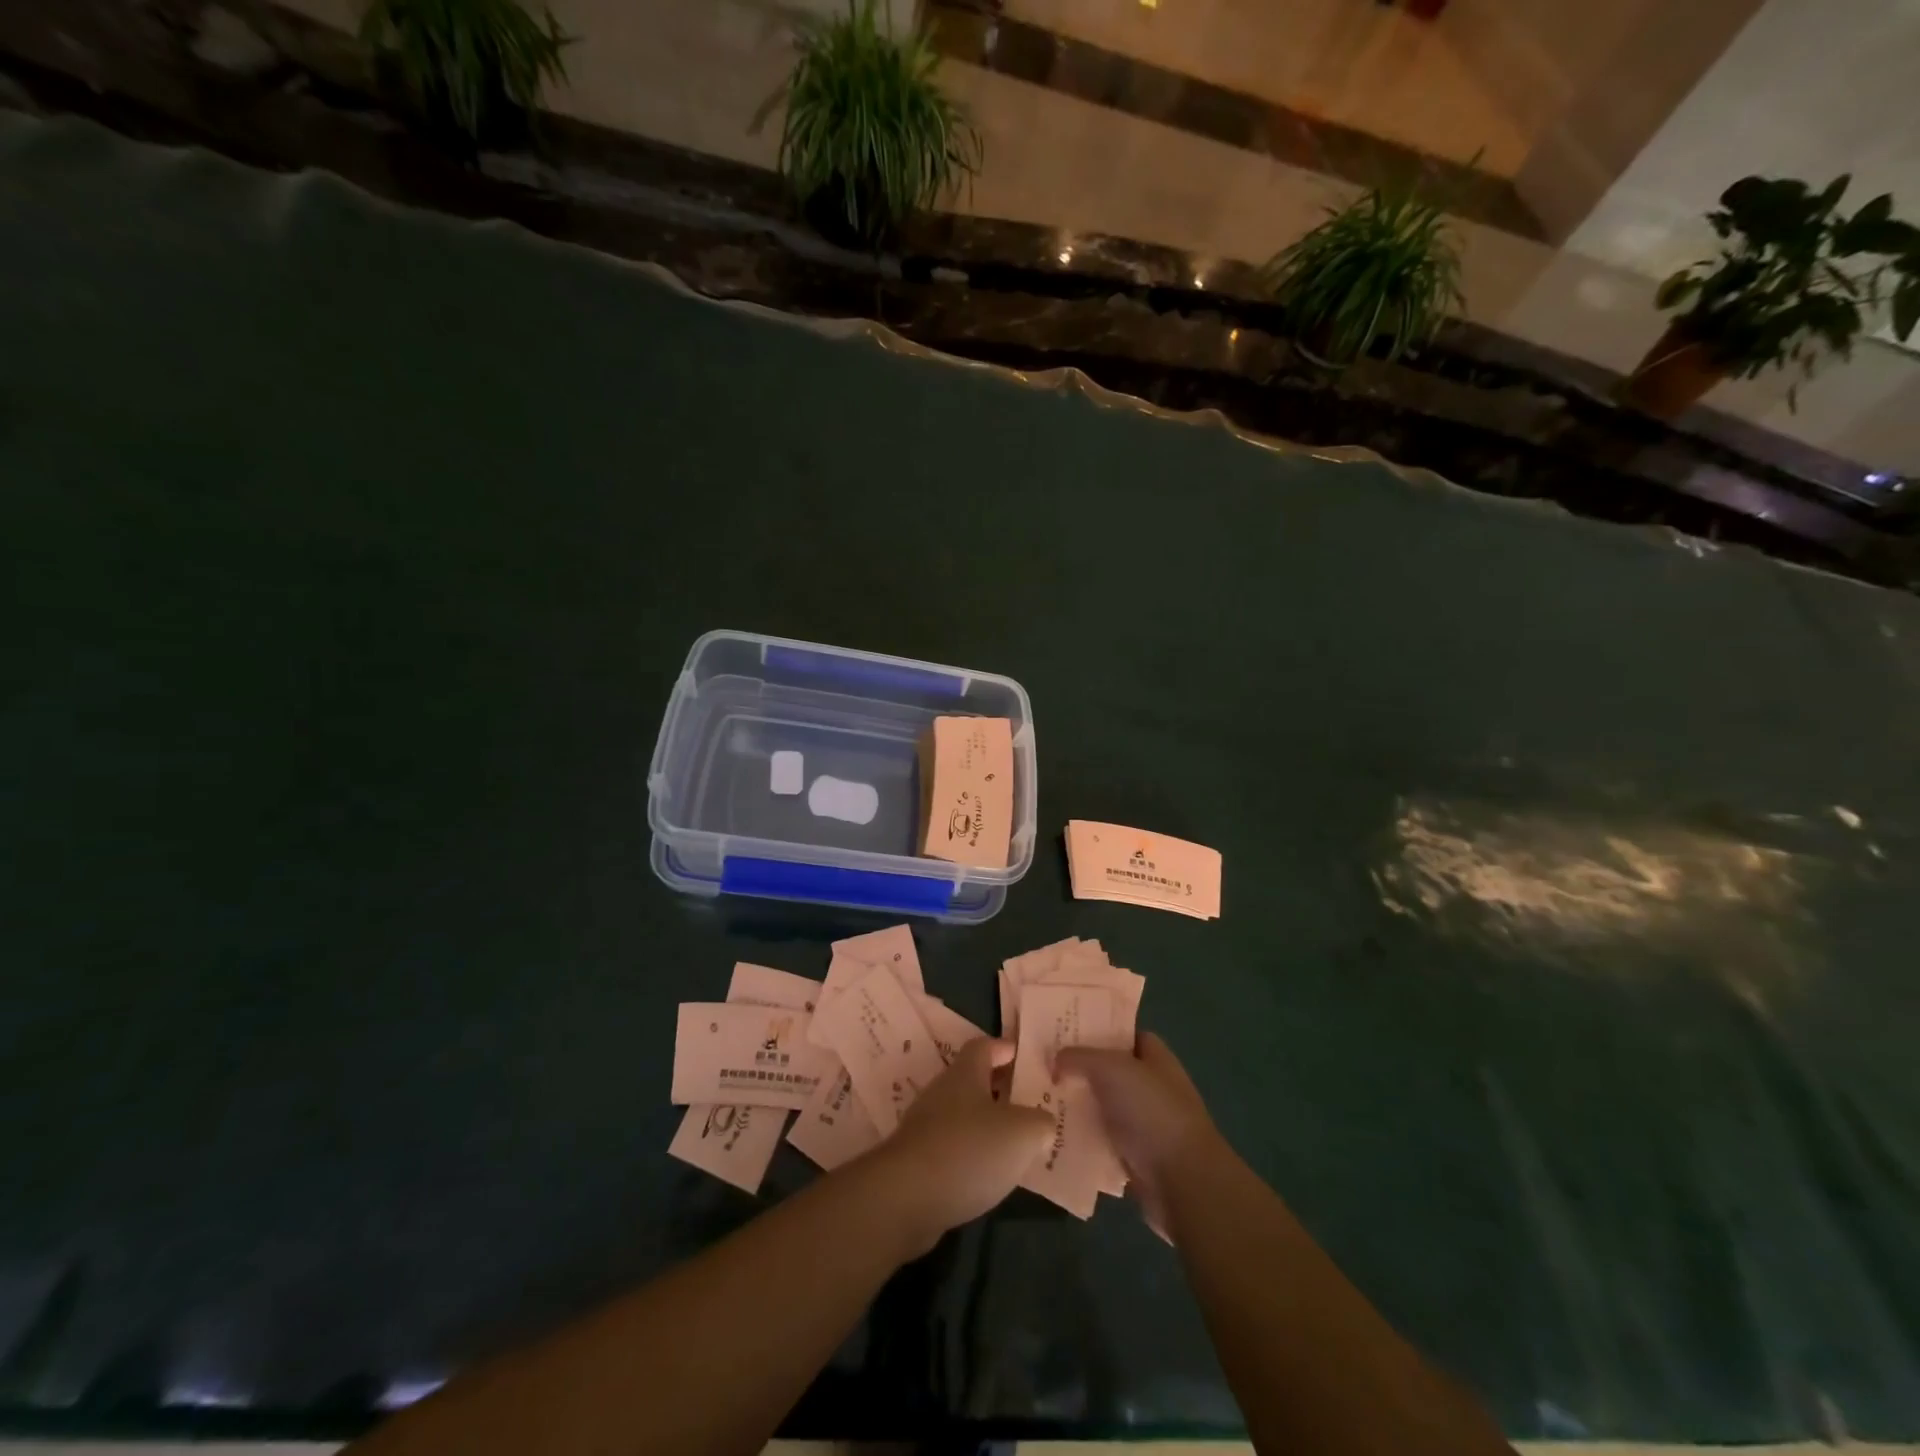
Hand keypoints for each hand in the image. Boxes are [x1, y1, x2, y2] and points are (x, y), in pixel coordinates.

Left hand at [867, 1038, 1051, 1253]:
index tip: (1026, 1057)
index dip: (1005, 1048)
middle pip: (974, 1080)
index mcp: (965, 1073)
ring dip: (988, 1125)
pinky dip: (973, 1153)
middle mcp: (942, 1092)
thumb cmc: (968, 1151)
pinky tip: (990, 1174)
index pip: (985, 1046)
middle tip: (1030, 1103)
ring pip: (964, 1115)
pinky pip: (953, 1146)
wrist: (905, 1198)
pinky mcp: (918, 1160)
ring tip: (1017, 1143)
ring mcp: (926, 1126)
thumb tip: (1042, 1124)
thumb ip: (1040, 1123)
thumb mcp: (1022, 1134)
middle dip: (1000, 1089)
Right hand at [1054, 1032, 1220, 1240]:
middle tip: (1042, 1064)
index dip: (1096, 1029)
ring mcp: (1144, 1123)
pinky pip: (1101, 1140)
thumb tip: (1055, 1059)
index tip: (1063, 1030)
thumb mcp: (1111, 1069)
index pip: (1123, 1033)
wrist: (1182, 1181)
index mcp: (1155, 1057)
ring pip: (1102, 1106)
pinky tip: (1053, 1132)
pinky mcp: (1134, 1156)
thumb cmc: (1152, 1112)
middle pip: (1108, 1070)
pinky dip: (1081, 1138)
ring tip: (1038, 1097)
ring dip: (1077, 1105)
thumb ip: (1079, 1057)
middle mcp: (1151, 1086)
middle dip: (1079, 1068)